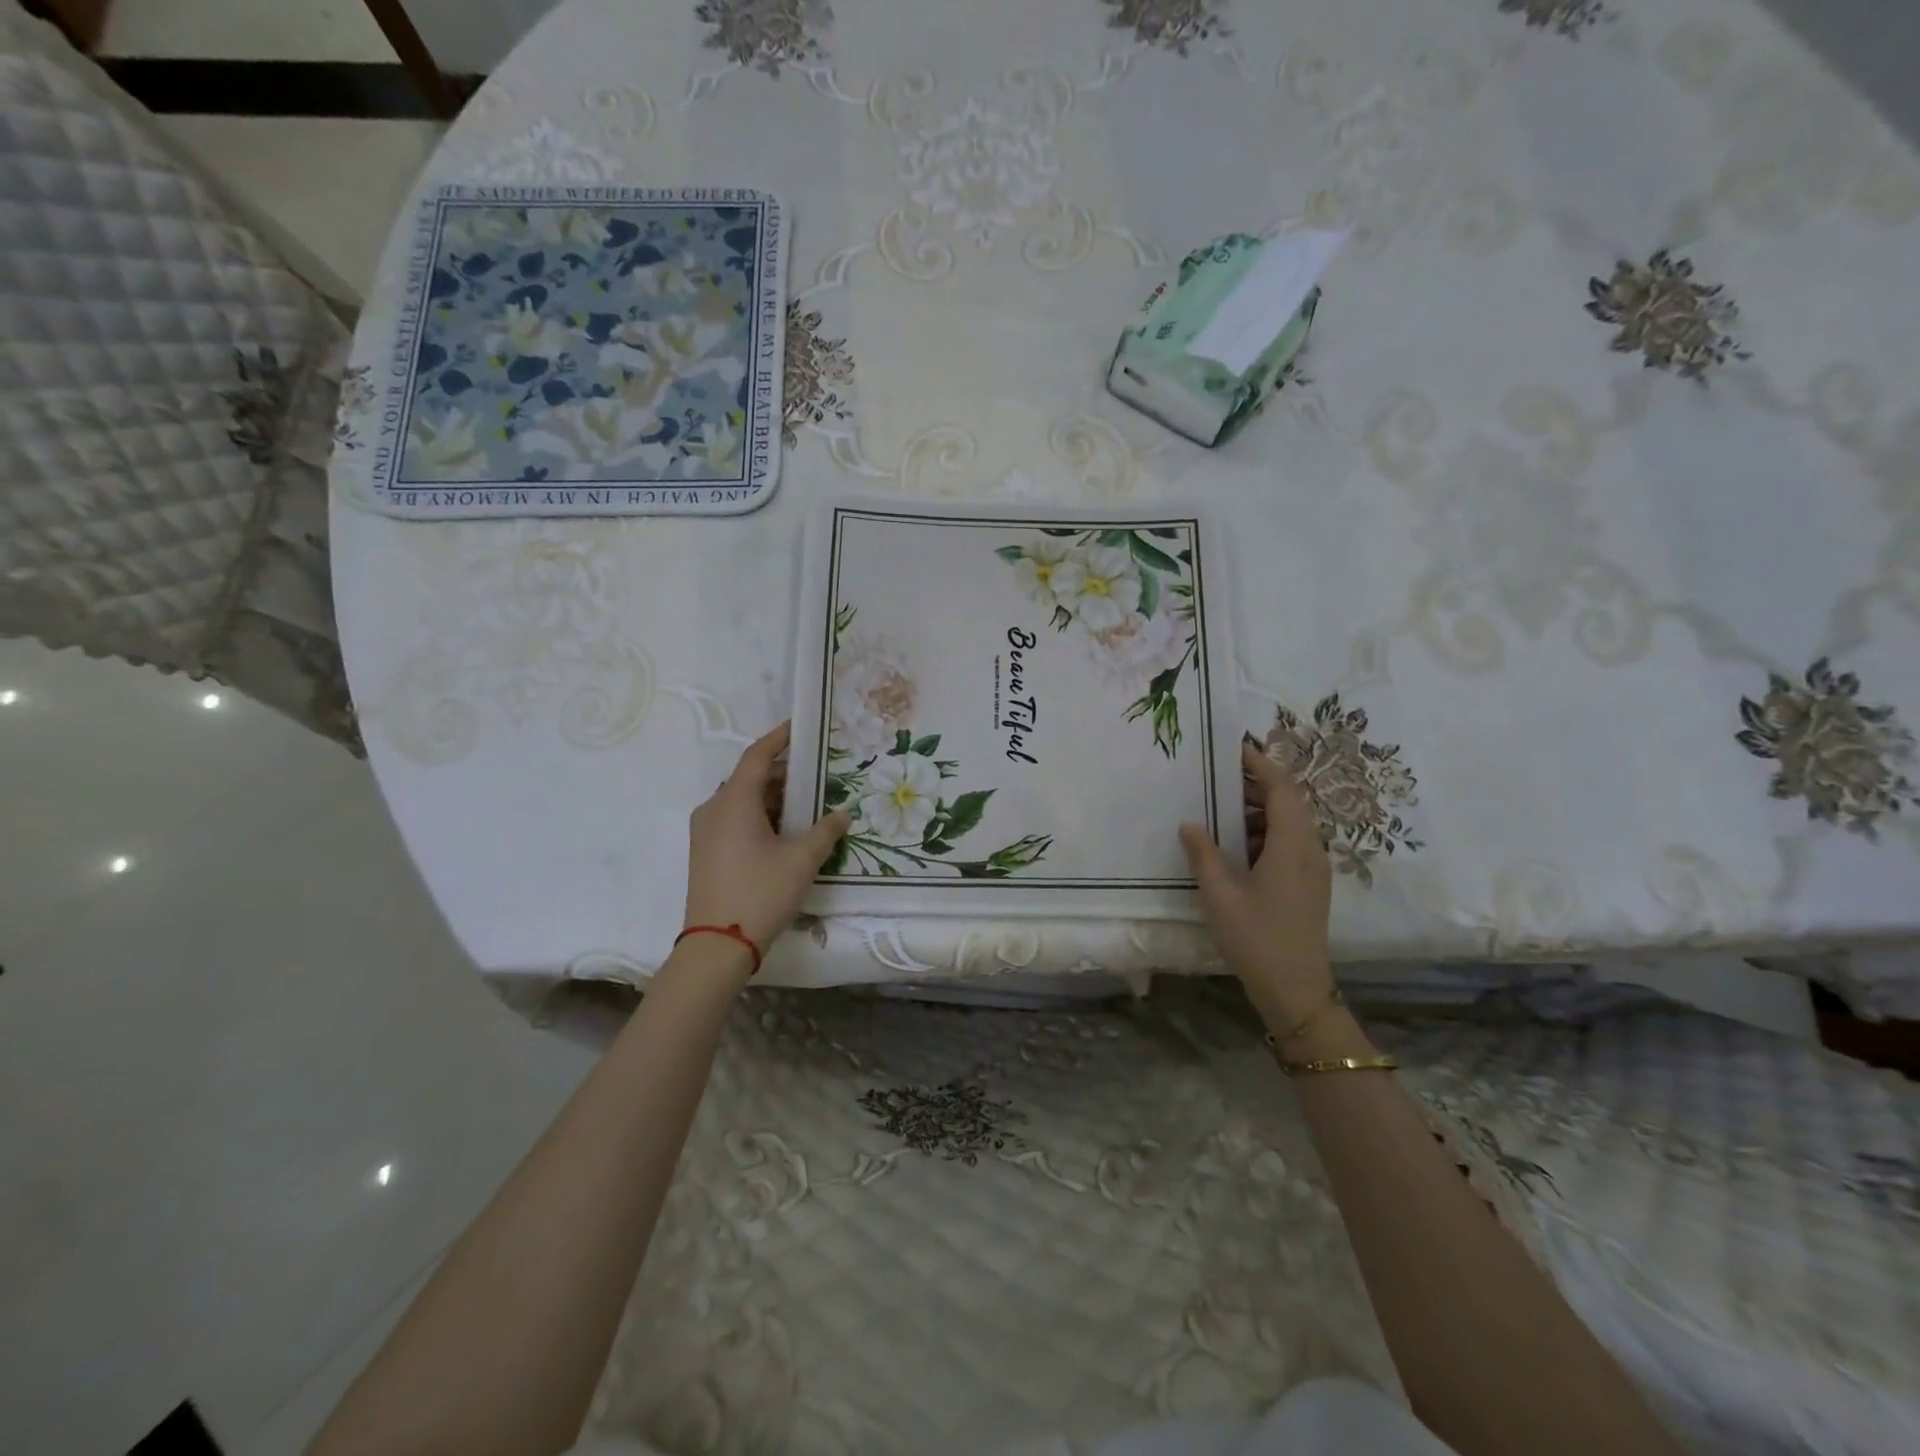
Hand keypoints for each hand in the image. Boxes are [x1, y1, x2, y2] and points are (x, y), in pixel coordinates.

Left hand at [684, 722, 849, 962]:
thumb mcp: (802, 860)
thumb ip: (826, 831)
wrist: (717, 946)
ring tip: (807, 804)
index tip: (800, 727)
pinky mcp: (705, 851)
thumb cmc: (761, 893)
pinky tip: (785, 831)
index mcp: (734, 801)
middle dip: (783, 773)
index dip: (779, 738)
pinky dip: (759, 815)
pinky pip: (734, 819)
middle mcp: (714, 808)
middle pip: (750, 778)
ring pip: (742, 800)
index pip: (757, 755)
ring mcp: (705, 831)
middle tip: (816, 774)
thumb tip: (843, 813)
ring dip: (772, 798)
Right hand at [1180, 740, 1334, 1030]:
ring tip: (1220, 808)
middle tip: (1217, 776)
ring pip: (1290, 823)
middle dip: (1256, 784)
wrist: (1297, 991)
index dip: (1260, 764)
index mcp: (1292, 845)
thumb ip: (1203, 853)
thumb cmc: (1256, 939)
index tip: (1234, 748)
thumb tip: (1190, 823)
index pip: (1282, 788)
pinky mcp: (1309, 884)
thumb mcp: (1219, 894)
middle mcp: (1310, 849)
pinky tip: (1235, 844)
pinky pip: (1290, 843)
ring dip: (1259, 809)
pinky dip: (1265, 832)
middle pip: (1289, 801)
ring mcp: (1313, 869)